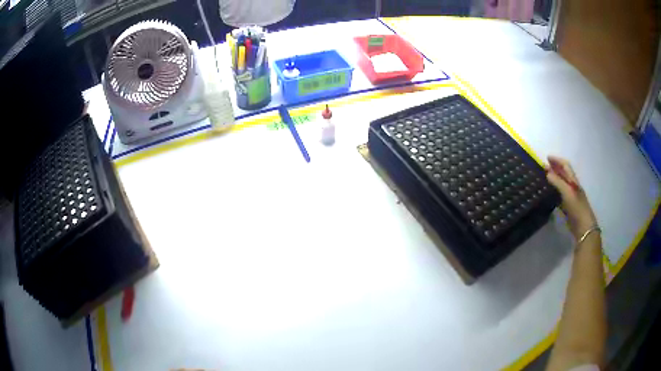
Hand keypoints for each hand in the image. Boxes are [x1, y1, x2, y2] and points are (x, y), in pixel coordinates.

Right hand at [545, 156, 596, 239]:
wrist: (584, 228)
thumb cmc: (577, 208)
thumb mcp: (567, 193)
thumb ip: (557, 182)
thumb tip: (547, 172)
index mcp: (573, 181)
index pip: (565, 166)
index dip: (557, 160)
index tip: (547, 158)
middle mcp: (572, 187)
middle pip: (563, 174)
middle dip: (554, 168)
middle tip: (543, 167)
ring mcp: (571, 197)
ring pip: (561, 185)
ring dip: (554, 180)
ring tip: (544, 179)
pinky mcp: (568, 207)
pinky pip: (560, 196)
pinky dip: (554, 192)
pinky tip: (549, 194)